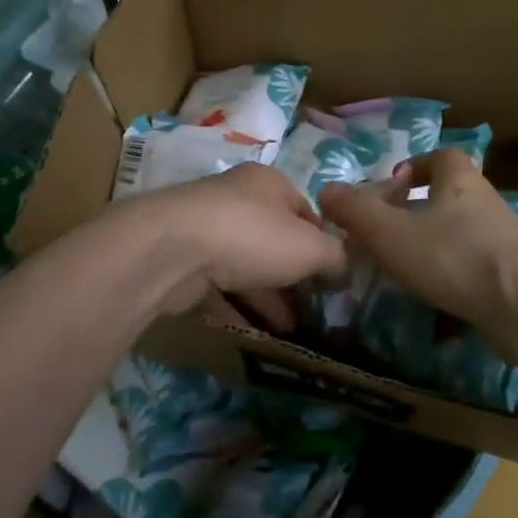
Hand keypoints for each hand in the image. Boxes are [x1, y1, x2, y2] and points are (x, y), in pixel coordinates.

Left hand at [116, 163, 347, 330]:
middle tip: (312, 308)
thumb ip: (335, 258)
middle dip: (294, 277)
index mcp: (268, 184)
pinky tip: (254, 333)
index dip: (323, 244)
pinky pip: (217, 287)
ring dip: (267, 297)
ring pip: (245, 266)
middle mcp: (235, 199)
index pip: (305, 211)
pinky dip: (235, 308)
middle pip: (274, 240)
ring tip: (289, 328)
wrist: (171, 251)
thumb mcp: (310, 247)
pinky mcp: (182, 261)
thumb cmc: (251, 236)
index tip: (333, 277)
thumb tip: (346, 270)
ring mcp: (205, 230)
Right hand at [318, 148, 517, 332]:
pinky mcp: (514, 275)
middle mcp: (486, 202)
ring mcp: (504, 240)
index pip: (441, 157)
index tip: (394, 184)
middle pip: (452, 196)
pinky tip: (437, 301)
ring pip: (463, 233)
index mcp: (460, 180)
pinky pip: (477, 268)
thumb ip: (357, 211)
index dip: (417, 165)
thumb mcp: (391, 232)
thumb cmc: (453, 255)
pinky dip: (455, 278)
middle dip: (421, 210)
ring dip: (437, 246)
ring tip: (407, 270)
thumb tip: (326, 190)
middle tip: (390, 232)